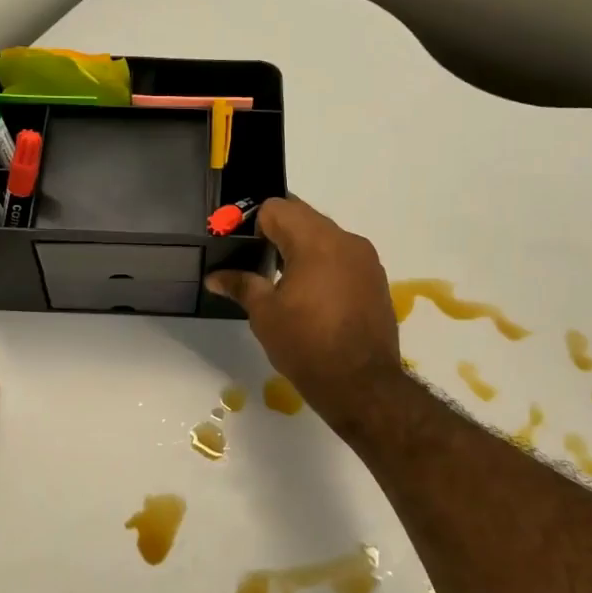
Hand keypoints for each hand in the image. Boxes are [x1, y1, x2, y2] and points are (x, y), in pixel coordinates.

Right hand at [204, 198, 404, 436]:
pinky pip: (343, 257)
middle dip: (277, 232)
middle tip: (255, 259)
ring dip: (302, 247)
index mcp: (316, 241)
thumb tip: (215, 276)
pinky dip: (324, 264)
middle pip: (303, 217)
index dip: (252, 222)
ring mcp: (366, 260)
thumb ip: (241, 285)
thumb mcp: (265, 314)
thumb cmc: (306, 344)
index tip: (239, 245)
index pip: (277, 208)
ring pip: (326, 236)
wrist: (362, 384)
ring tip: (282, 279)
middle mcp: (346, 240)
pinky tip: (311, 295)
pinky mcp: (376, 280)